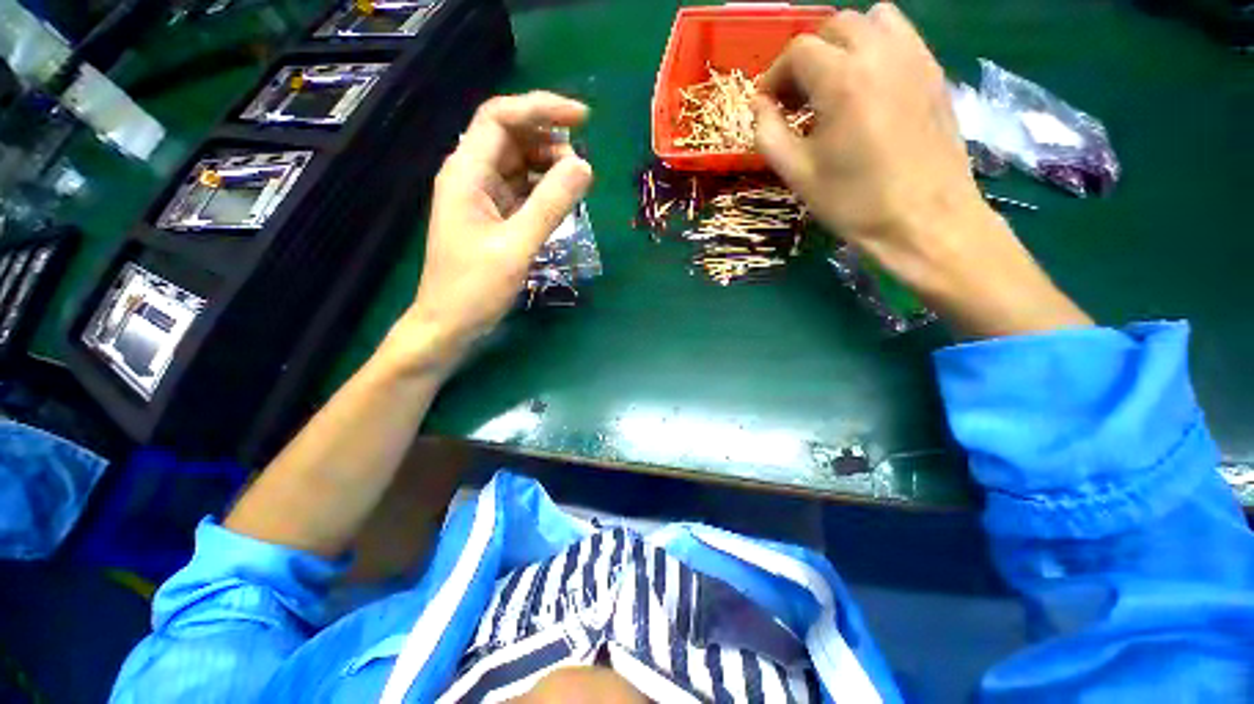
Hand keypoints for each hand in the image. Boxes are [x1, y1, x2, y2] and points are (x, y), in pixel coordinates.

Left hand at [401, 91, 592, 361]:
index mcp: (466, 173)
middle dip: (549, 141)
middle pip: (511, 137)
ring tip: (576, 187)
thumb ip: (550, 205)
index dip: (541, 109)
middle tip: (583, 168)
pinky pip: (520, 191)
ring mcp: (480, 198)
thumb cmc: (475, 288)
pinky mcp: (491, 218)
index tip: (583, 119)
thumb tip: (584, 166)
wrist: (449, 324)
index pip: (500, 117)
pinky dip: (542, 191)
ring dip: (548, 167)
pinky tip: (560, 203)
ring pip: (518, 164)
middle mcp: (470, 176)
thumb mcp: (517, 246)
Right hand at [754, 4, 1089, 336]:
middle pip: (834, 26)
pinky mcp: (934, 71)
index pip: (798, 51)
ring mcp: (915, 57)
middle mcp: (880, 53)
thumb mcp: (797, 174)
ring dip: (843, 43)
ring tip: (833, 84)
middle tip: (797, 96)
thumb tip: (759, 106)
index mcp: (842, 80)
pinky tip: (867, 87)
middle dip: (807, 56)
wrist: (924, 220)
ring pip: (872, 20)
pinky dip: (875, 48)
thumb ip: (768, 134)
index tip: (768, 105)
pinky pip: (900, 37)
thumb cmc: (854, 202)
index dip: (775, 76)